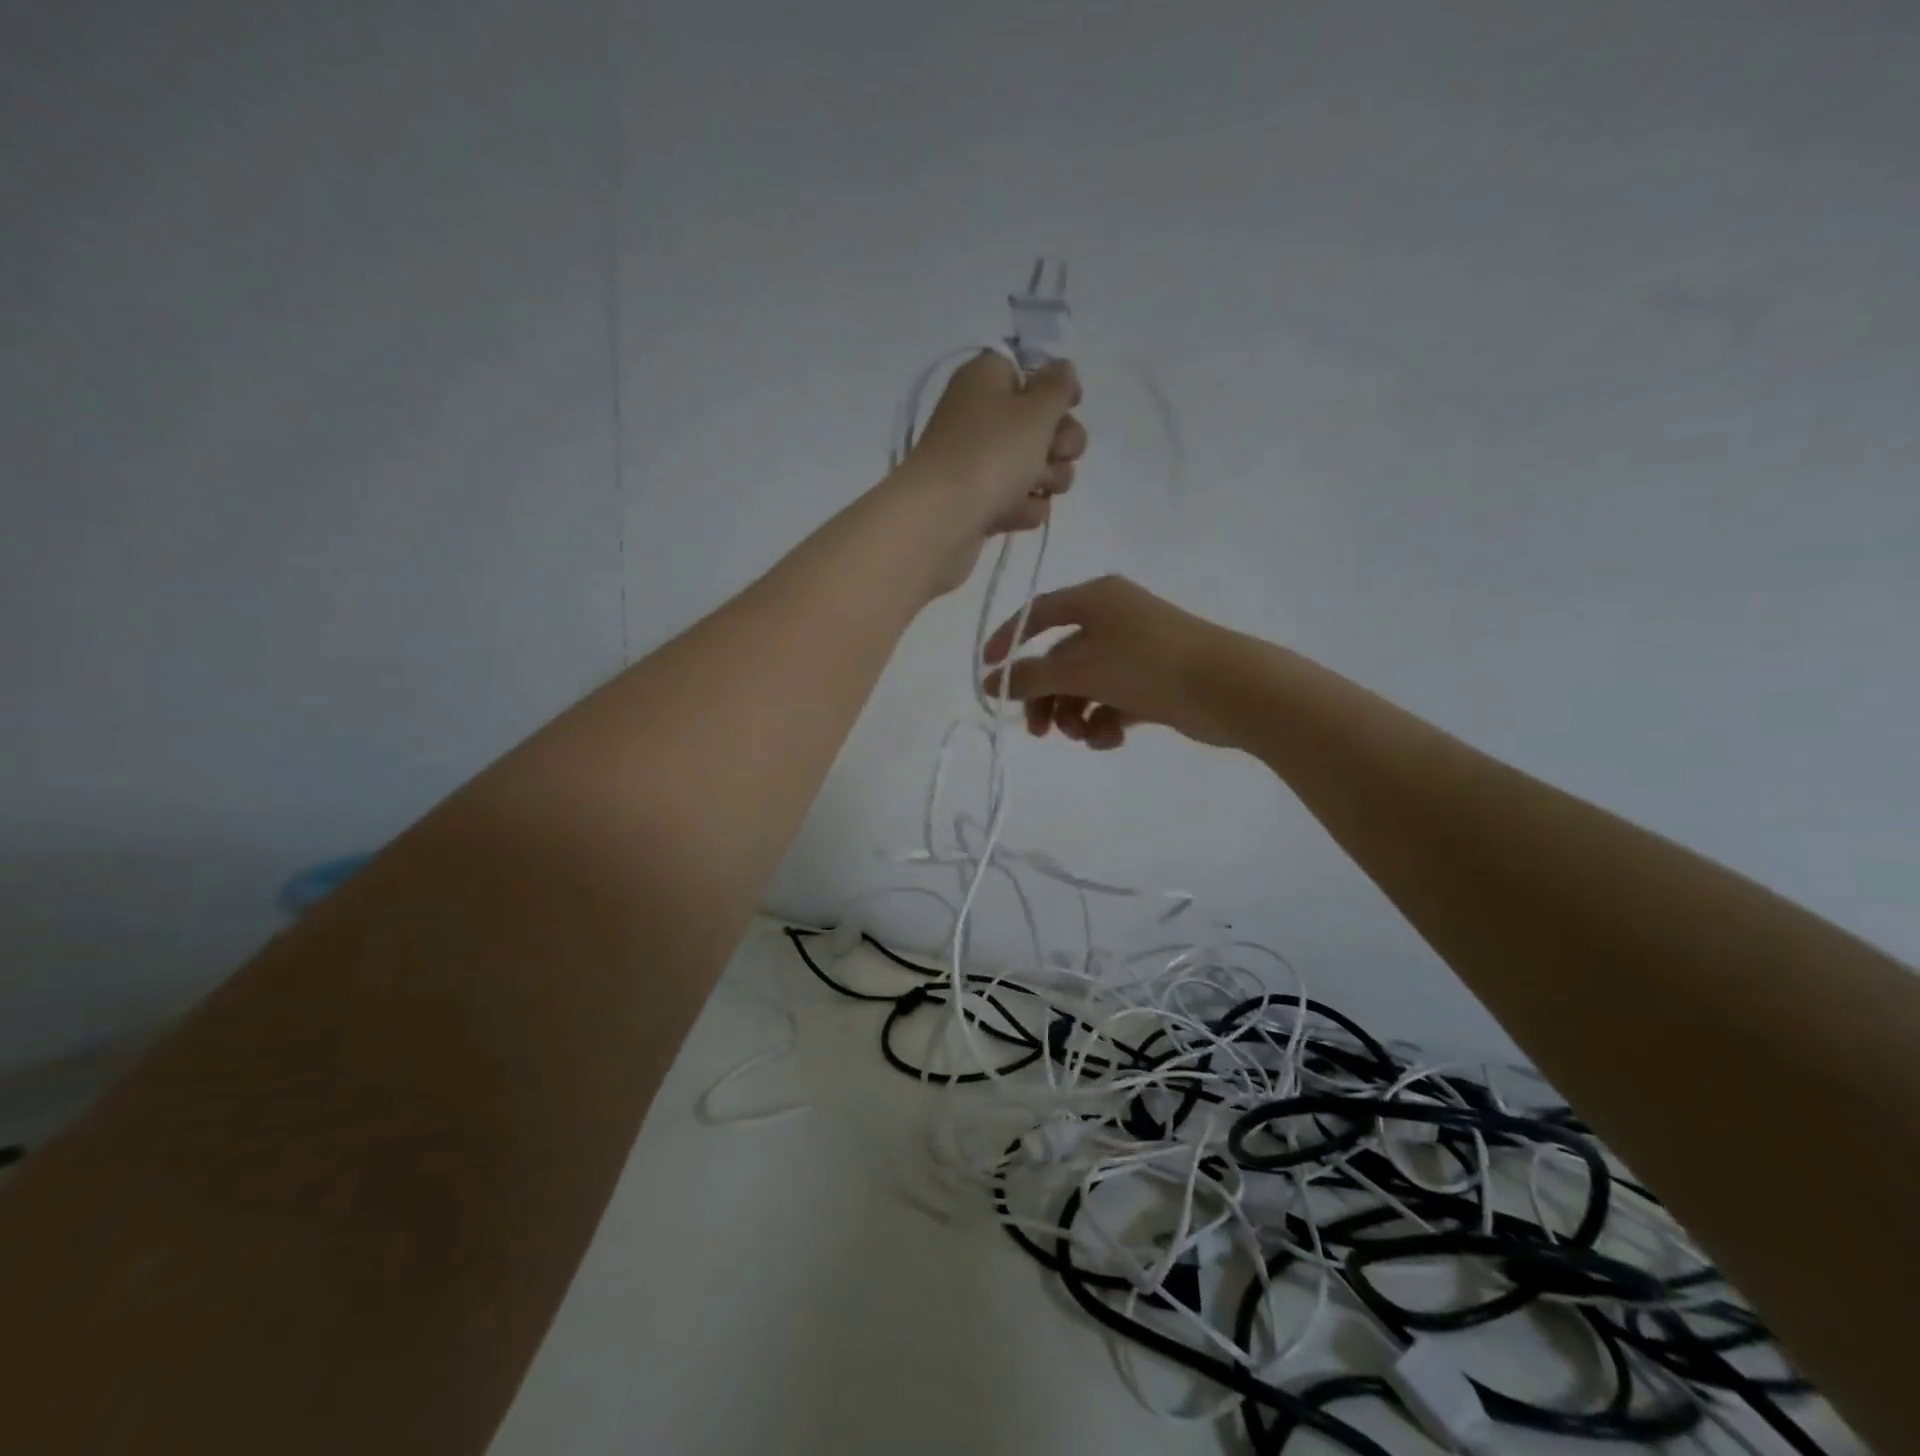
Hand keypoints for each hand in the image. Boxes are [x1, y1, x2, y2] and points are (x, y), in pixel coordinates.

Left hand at [904, 352, 1085, 591]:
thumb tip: (1061, 369)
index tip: (1071, 404)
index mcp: (986, 379)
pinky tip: (1014, 514)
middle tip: (1056, 453)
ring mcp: (979, 464)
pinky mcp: (980, 503)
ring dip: (1048, 479)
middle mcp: (981, 417)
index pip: (1028, 370)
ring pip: (1036, 467)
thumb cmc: (990, 453)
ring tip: (1035, 488)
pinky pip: (1018, 501)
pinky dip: (1022, 508)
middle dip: (1060, 442)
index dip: (1054, 387)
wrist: (941, 520)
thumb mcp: (1035, 409)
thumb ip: (1057, 386)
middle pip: (1040, 424)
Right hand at [979, 575, 1237, 749]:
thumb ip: (1030, 678)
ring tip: (1082, 736)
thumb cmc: (1147, 665)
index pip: (1038, 614)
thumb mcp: (1080, 669)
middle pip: (1061, 658)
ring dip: (1075, 714)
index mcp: (1096, 599)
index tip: (988, 673)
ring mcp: (1137, 650)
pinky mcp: (1154, 681)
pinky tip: (1109, 739)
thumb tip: (989, 682)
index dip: (1008, 641)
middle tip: (1037, 732)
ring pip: (1086, 684)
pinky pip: (1113, 699)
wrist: (1229, 688)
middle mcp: (1114, 618)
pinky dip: (1104, 720)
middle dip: (1046, 696)